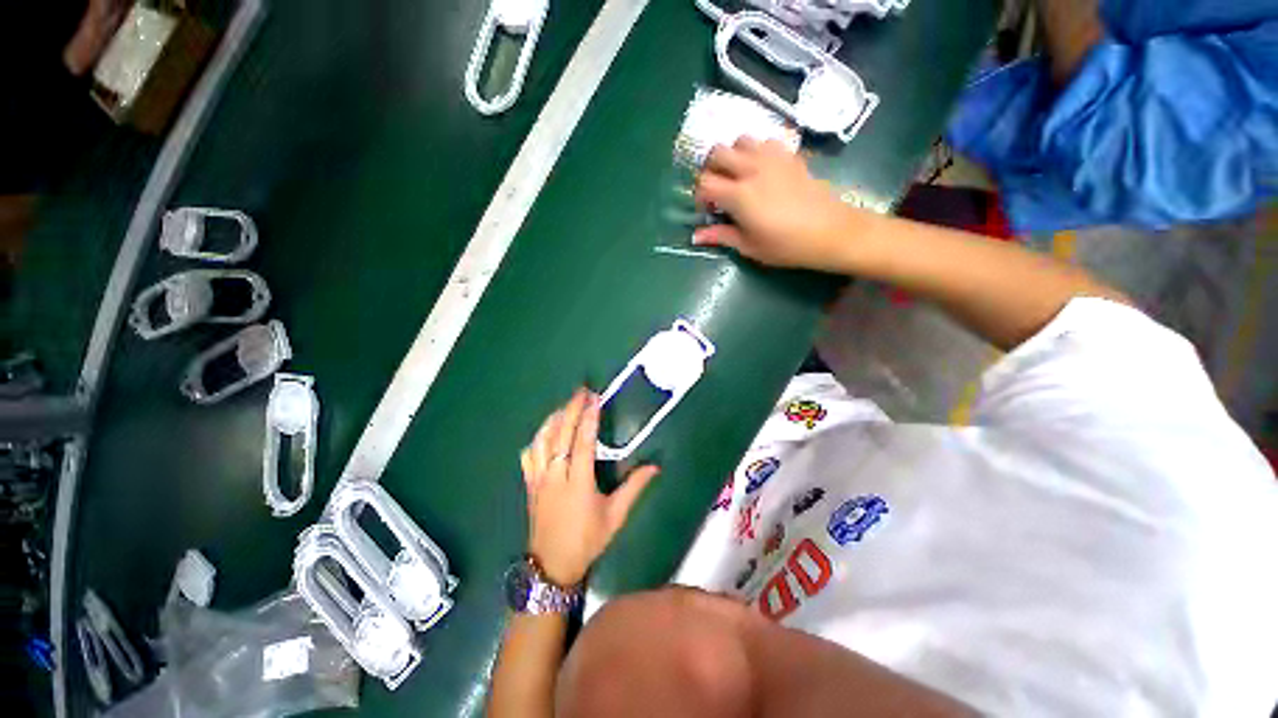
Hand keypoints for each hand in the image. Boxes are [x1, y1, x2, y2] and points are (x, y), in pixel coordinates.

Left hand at [521, 389, 659, 586]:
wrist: (552, 565)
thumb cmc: (587, 540)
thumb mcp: (615, 516)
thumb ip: (634, 488)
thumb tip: (655, 466)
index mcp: (578, 483)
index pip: (582, 443)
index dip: (588, 418)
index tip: (595, 399)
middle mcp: (555, 476)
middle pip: (560, 435)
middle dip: (571, 409)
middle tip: (581, 391)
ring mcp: (538, 479)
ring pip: (542, 440)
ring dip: (554, 419)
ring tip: (566, 405)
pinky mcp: (529, 483)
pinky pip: (529, 454)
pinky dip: (538, 438)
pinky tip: (545, 431)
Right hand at [692, 138, 860, 271]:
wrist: (830, 231)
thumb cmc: (786, 245)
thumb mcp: (749, 246)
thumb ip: (721, 236)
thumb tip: (695, 236)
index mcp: (739, 195)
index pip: (705, 183)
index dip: (700, 196)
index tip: (708, 210)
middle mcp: (752, 169)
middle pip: (717, 152)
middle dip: (710, 169)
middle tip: (717, 189)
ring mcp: (772, 158)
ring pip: (740, 140)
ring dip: (733, 155)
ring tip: (738, 176)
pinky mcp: (789, 155)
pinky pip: (765, 140)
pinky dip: (756, 150)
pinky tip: (761, 169)